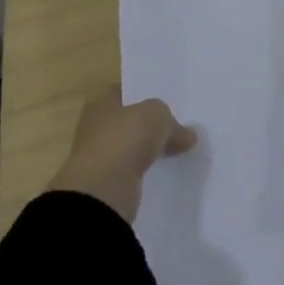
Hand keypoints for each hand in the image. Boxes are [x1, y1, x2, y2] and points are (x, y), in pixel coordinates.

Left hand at [47, 89, 197, 221]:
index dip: (146, 93)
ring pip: (132, 147)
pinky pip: (133, 171)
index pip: (125, 92)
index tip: (169, 99)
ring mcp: (100, 157)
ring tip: (178, 147)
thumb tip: (187, 135)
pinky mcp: (107, 184)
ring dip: (149, 149)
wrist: (102, 192)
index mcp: (101, 104)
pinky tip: (167, 169)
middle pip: (130, 121)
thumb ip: (171, 121)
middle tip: (179, 124)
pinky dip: (147, 170)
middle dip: (150, 124)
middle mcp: (96, 128)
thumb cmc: (125, 139)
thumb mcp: (157, 115)